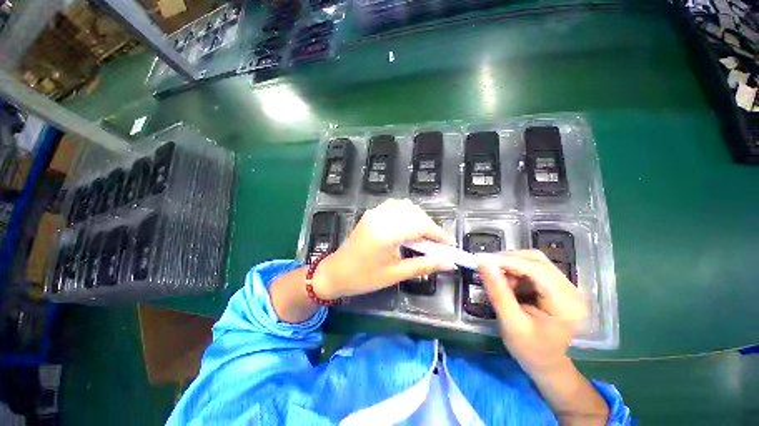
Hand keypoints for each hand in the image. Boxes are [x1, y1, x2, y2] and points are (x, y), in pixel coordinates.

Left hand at [312, 199, 455, 299]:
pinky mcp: (371, 213)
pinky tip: (408, 227)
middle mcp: (381, 217)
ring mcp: (374, 213)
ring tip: (424, 237)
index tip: (449, 246)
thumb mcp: (395, 274)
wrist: (336, 272)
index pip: (420, 225)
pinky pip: (395, 206)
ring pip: (405, 206)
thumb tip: (448, 263)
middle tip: (436, 244)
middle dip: (430, 226)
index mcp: (386, 233)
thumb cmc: (364, 278)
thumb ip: (424, 266)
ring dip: (419, 218)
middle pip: (415, 212)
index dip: (438, 234)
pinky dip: (407, 213)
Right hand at [477, 250, 587, 374]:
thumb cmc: (530, 350)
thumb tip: (483, 262)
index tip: (481, 259)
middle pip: (537, 260)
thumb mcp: (510, 322)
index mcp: (565, 304)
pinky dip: (518, 271)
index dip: (507, 260)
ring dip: (513, 265)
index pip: (535, 269)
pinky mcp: (561, 288)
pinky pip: (536, 269)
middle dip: (508, 261)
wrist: (548, 366)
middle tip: (488, 268)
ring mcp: (569, 288)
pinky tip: (511, 284)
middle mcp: (573, 291)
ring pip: (535, 262)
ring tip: (500, 280)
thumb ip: (497, 291)